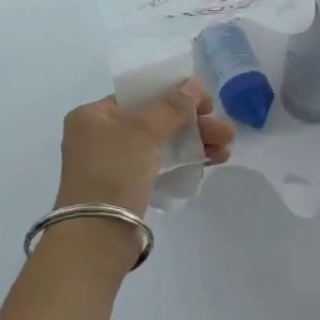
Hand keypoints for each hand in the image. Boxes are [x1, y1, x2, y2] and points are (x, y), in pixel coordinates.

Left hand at [56, 78, 233, 217]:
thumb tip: (194, 83)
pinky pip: (159, 166)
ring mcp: (113, 164)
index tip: (206, 102)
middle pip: (154, 120)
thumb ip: (171, 106)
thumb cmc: (113, 172)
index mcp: (92, 116)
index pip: (138, 95)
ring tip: (227, 150)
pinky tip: (211, 162)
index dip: (174, 94)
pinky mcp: (126, 189)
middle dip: (193, 124)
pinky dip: (183, 162)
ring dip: (195, 143)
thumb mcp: (142, 131)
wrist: (98, 235)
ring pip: (161, 145)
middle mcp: (99, 136)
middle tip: (226, 132)